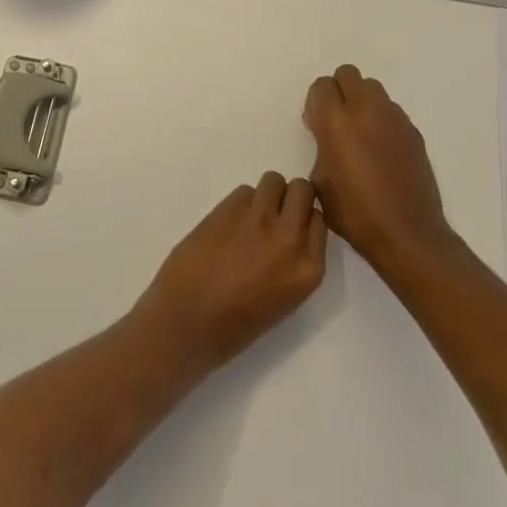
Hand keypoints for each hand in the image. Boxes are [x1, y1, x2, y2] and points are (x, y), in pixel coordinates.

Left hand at [134, 173, 327, 372]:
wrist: (186, 324)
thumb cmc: (235, 326)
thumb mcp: (283, 299)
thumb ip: (293, 262)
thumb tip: (290, 233)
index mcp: (308, 269)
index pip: (320, 220)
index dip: (303, 218)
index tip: (290, 227)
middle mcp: (290, 239)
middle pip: (302, 189)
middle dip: (289, 197)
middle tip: (272, 215)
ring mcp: (258, 221)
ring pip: (273, 181)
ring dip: (264, 195)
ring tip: (247, 218)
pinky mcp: (228, 210)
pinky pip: (244, 191)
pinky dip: (238, 203)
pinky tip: (226, 225)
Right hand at [304, 64, 452, 270]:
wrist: (406, 233)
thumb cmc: (355, 213)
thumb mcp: (319, 181)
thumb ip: (320, 147)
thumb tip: (328, 137)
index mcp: (337, 121)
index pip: (322, 86)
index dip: (315, 103)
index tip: (315, 125)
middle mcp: (366, 110)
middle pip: (348, 74)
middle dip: (338, 91)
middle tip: (336, 121)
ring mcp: (394, 118)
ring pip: (372, 88)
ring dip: (361, 101)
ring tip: (360, 133)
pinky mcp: (413, 131)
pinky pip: (391, 110)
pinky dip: (381, 119)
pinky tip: (381, 150)